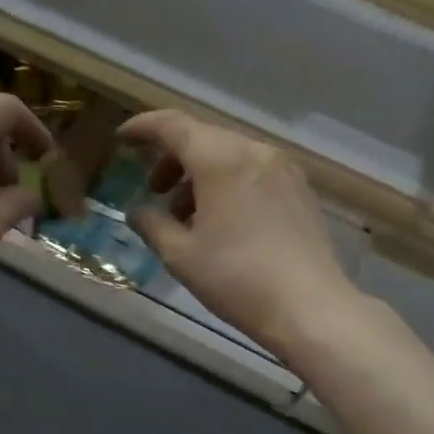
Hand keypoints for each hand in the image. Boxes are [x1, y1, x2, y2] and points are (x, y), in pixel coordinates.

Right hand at [120, 110, 364, 356]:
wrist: (310, 308)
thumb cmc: (237, 278)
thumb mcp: (180, 255)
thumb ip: (151, 224)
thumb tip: (137, 211)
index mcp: (221, 159)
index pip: (173, 125)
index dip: (143, 128)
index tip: (122, 139)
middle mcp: (254, 151)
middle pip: (202, 137)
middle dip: (172, 158)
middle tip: (154, 190)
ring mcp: (283, 168)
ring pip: (229, 155)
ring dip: (200, 174)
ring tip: (185, 215)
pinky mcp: (300, 189)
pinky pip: (253, 171)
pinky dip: (227, 182)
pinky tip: (222, 220)